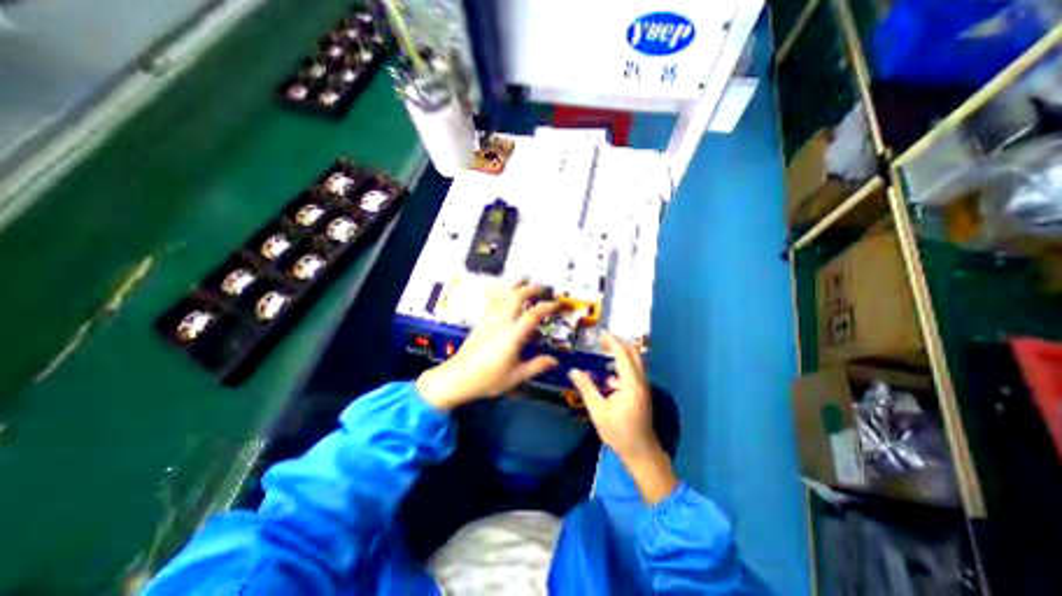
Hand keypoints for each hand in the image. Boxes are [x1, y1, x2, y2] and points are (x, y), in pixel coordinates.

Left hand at [416, 279, 563, 408]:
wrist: (458, 377)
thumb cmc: (488, 379)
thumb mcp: (516, 376)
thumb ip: (537, 366)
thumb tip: (555, 362)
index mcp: (512, 336)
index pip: (533, 315)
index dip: (547, 306)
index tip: (557, 303)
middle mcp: (501, 322)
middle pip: (516, 296)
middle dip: (531, 289)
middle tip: (543, 288)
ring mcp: (489, 319)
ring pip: (502, 293)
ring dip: (515, 284)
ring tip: (525, 278)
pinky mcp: (481, 320)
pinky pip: (492, 299)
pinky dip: (500, 289)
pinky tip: (503, 287)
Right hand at [568, 336, 675, 503]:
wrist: (641, 452)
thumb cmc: (619, 432)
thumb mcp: (598, 411)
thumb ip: (586, 388)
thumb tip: (573, 371)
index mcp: (631, 383)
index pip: (623, 354)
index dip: (612, 341)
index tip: (600, 332)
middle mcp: (641, 381)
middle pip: (633, 353)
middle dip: (618, 342)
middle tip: (602, 338)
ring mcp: (643, 386)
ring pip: (635, 361)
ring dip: (621, 352)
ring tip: (604, 349)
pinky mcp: (642, 392)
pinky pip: (634, 370)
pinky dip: (623, 363)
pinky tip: (609, 372)